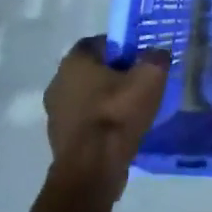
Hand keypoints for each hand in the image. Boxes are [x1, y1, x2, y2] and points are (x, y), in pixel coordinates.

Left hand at [44, 36, 169, 201]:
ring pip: (88, 96)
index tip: (141, 58)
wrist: (92, 169)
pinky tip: (122, 131)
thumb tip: (156, 54)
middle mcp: (58, 82)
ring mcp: (56, 113)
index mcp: (74, 62)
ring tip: (134, 109)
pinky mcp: (60, 139)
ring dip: (108, 99)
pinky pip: (86, 120)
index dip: (122, 47)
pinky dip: (102, 122)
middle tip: (140, 82)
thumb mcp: (151, 76)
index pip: (99, 42)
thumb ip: (156, 57)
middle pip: (93, 70)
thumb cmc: (118, 113)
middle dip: (116, 74)